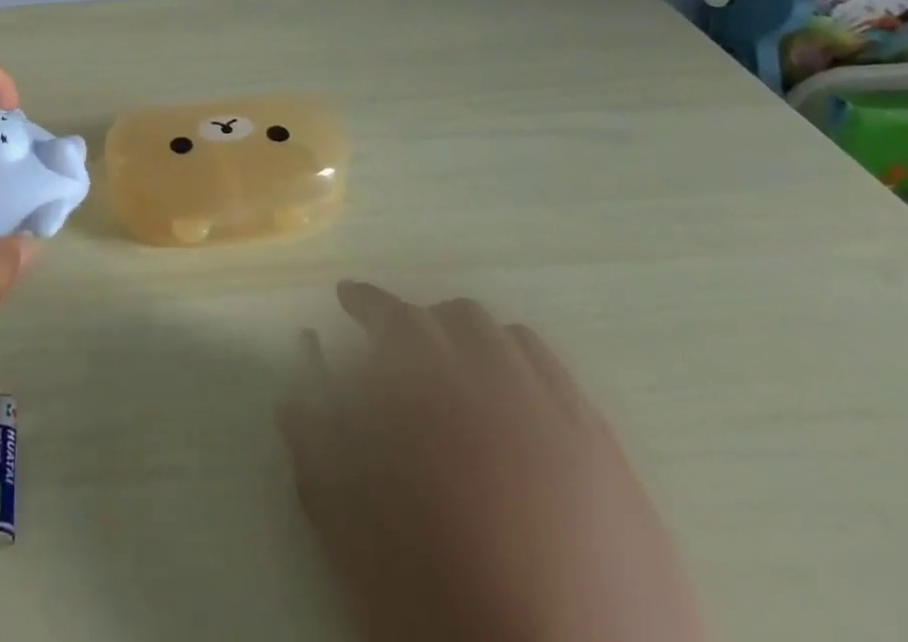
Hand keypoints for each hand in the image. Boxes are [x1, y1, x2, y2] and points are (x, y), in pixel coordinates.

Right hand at [279, 282, 706, 641]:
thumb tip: (292, 404)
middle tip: (392, 351)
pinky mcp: (615, 464)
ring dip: (472, 339)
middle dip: (418, 321)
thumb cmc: (455, 625)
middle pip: (458, 319)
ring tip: (453, 373)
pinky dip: (526, 369)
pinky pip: (564, 381)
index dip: (367, 302)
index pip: (397, 322)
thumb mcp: (365, 558)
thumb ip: (321, 469)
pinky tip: (514, 409)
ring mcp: (569, 425)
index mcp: (441, 413)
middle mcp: (507, 398)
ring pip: (514, 339)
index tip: (346, 299)